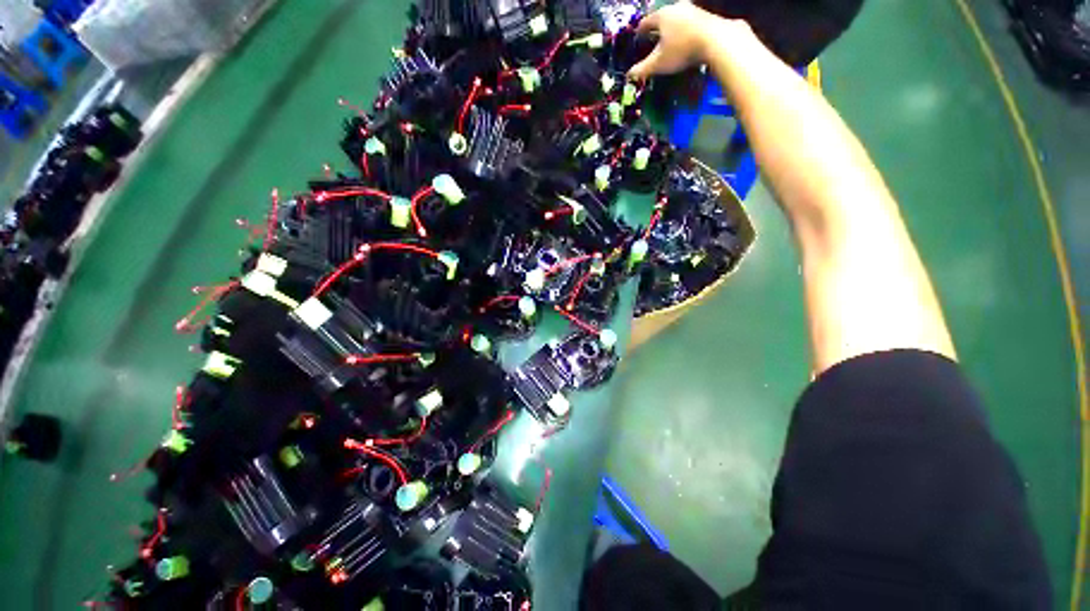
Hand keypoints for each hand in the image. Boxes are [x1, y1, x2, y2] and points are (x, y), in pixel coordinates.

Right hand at [628, 1, 746, 80]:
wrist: (717, 40)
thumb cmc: (682, 50)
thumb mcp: (658, 63)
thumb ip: (642, 69)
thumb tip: (629, 75)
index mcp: (662, 15)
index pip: (645, 22)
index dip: (640, 32)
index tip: (637, 39)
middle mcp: (677, 8)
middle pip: (662, 18)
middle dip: (656, 30)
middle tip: (652, 40)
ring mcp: (693, 10)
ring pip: (676, 20)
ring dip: (671, 30)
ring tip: (669, 42)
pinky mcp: (706, 16)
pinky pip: (689, 24)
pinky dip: (684, 32)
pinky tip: (685, 42)